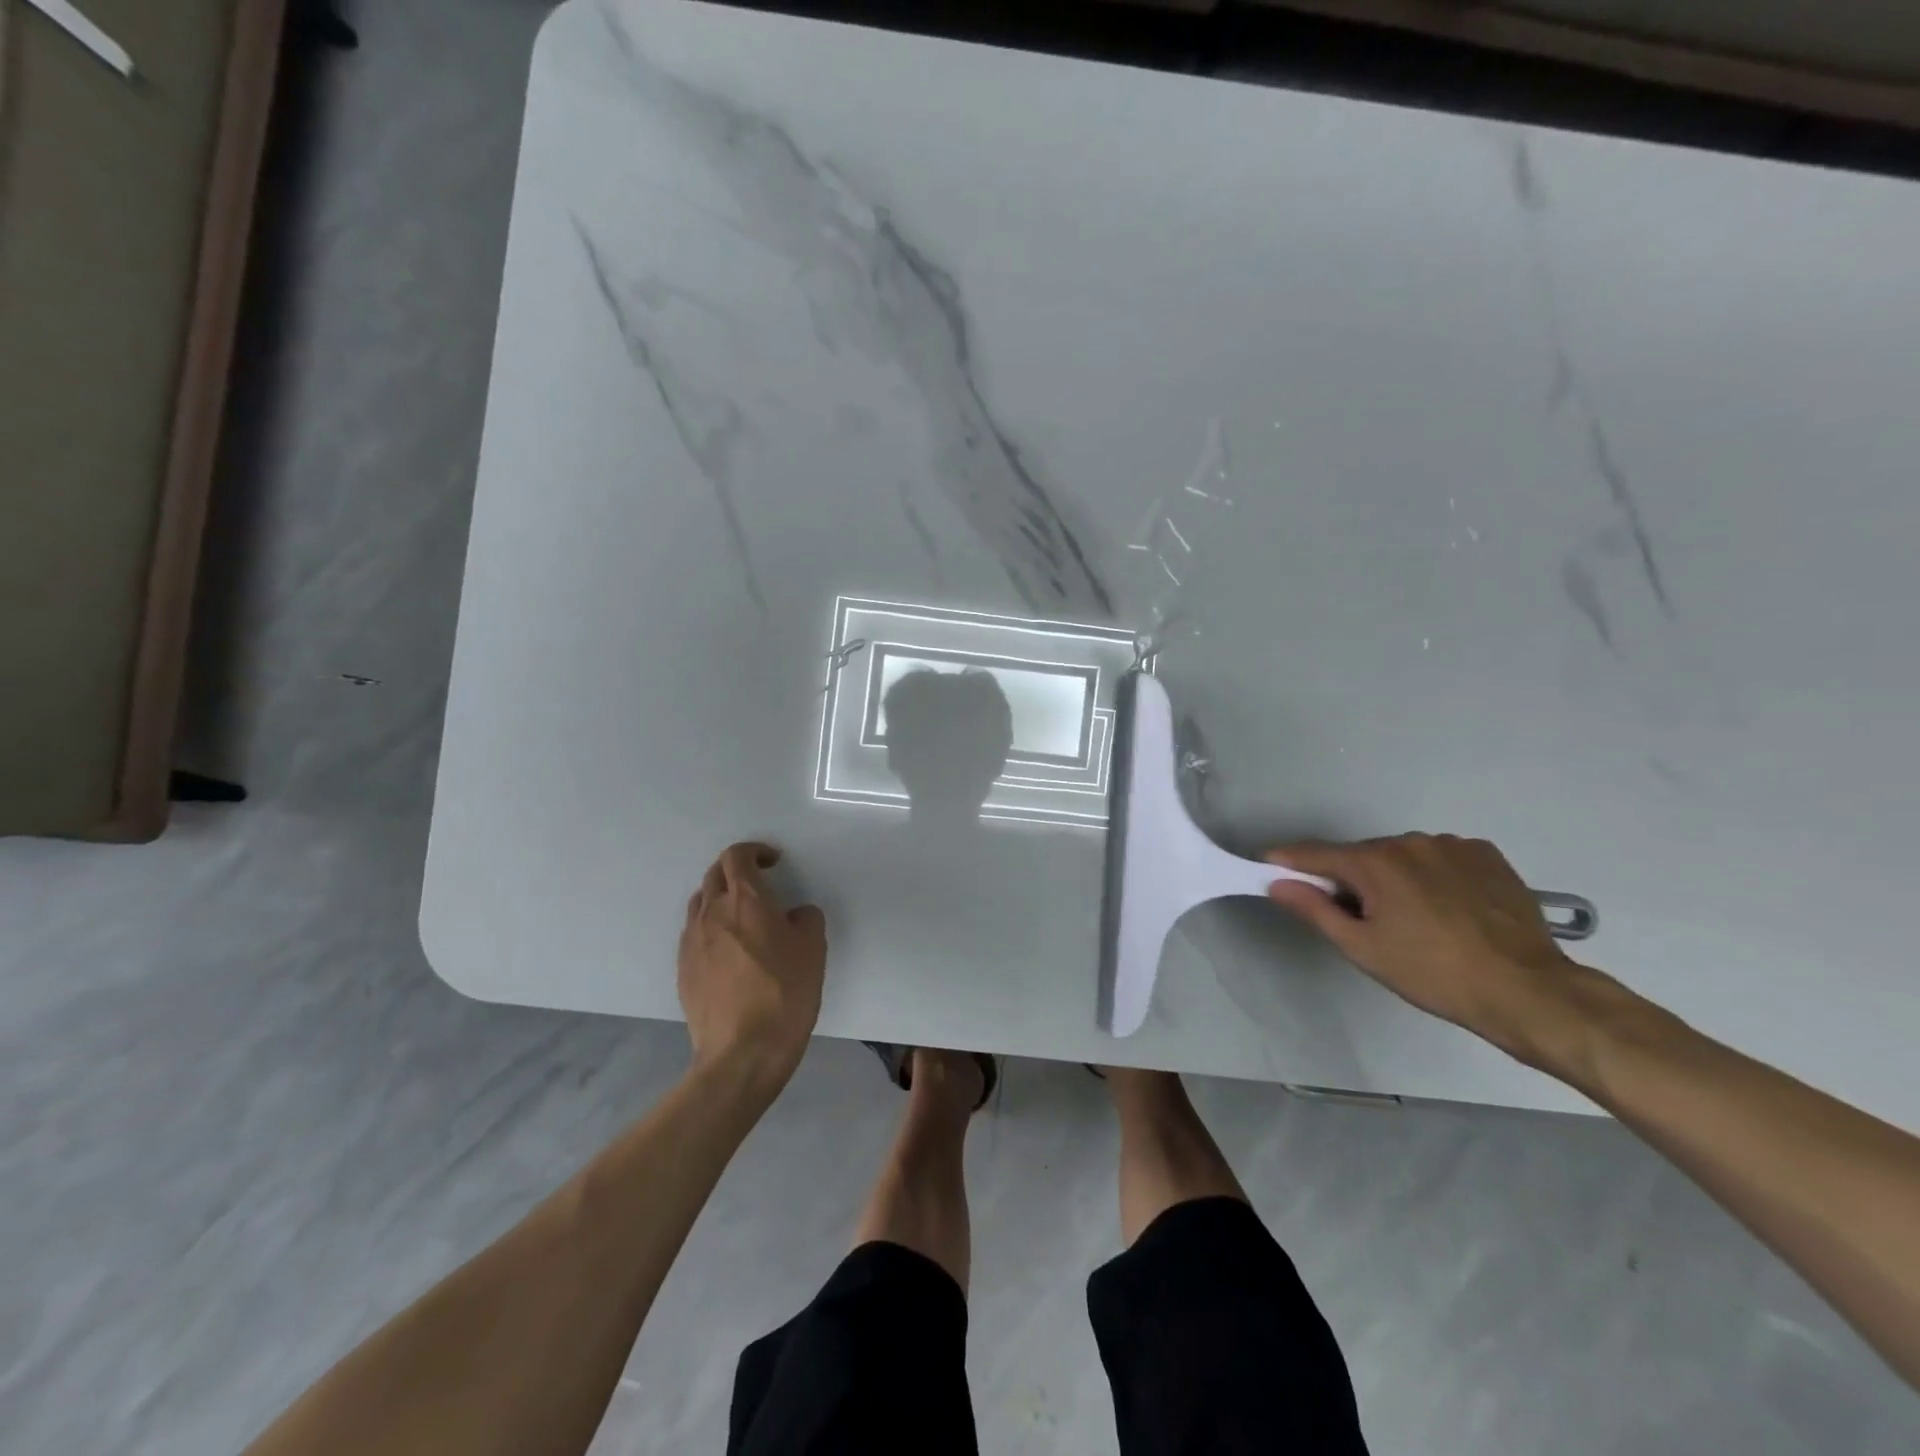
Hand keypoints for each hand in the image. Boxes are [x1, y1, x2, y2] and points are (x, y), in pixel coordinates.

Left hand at [677, 842, 826, 1092]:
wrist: (742, 1053)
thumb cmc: (785, 994)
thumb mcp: (813, 950)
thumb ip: (805, 919)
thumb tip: (793, 915)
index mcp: (745, 900)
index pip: (737, 856)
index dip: (755, 851)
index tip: (773, 862)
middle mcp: (712, 913)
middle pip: (715, 875)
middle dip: (736, 870)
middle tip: (759, 884)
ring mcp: (692, 942)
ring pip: (700, 903)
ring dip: (719, 897)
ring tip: (741, 916)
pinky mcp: (683, 969)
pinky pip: (694, 934)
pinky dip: (710, 927)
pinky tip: (728, 950)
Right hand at [1264, 833, 1582, 1054]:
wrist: (1528, 991)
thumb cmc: (1433, 974)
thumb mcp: (1363, 948)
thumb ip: (1315, 909)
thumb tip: (1277, 882)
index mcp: (1374, 862)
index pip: (1315, 853)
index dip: (1288, 861)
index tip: (1269, 868)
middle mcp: (1409, 841)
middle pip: (1361, 856)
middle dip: (1350, 879)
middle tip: (1358, 919)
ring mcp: (1452, 845)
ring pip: (1402, 857)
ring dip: (1393, 878)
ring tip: (1412, 919)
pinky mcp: (1487, 855)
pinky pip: (1440, 859)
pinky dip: (1431, 876)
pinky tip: (1446, 908)